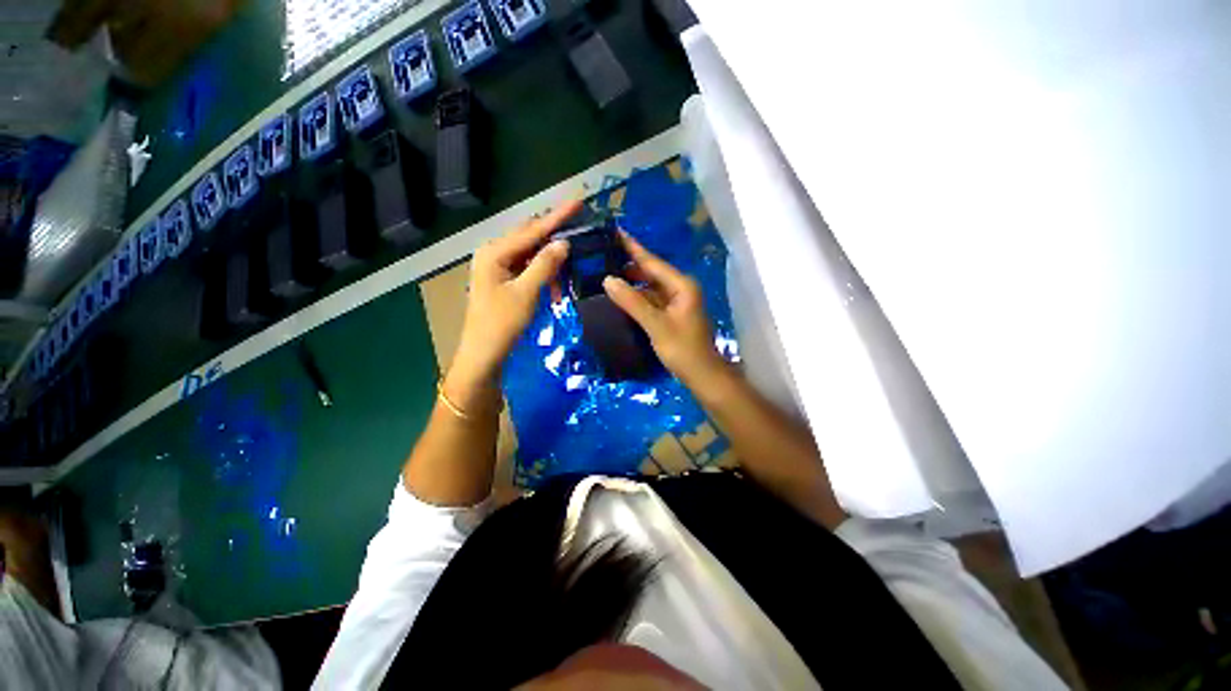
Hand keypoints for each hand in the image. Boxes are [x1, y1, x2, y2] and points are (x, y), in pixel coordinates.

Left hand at [448, 200, 581, 401]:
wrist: (483, 355)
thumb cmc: (501, 324)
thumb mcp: (526, 293)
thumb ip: (544, 265)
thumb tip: (564, 243)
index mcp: (494, 252)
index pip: (532, 230)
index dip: (557, 216)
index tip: (578, 201)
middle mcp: (494, 253)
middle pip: (530, 237)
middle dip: (555, 235)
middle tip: (580, 225)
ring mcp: (498, 268)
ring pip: (531, 255)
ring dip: (551, 262)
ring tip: (569, 270)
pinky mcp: (504, 281)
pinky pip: (528, 270)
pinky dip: (544, 275)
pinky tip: (555, 285)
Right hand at [603, 232, 727, 386]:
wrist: (702, 376)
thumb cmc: (683, 349)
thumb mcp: (656, 325)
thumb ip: (632, 302)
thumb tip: (608, 280)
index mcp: (681, 285)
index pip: (652, 262)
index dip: (632, 247)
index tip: (614, 232)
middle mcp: (680, 288)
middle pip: (651, 272)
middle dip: (628, 264)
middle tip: (602, 257)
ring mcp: (676, 302)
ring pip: (650, 287)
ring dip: (631, 282)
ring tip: (605, 274)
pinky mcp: (672, 315)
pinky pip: (651, 300)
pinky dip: (637, 298)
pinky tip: (620, 298)